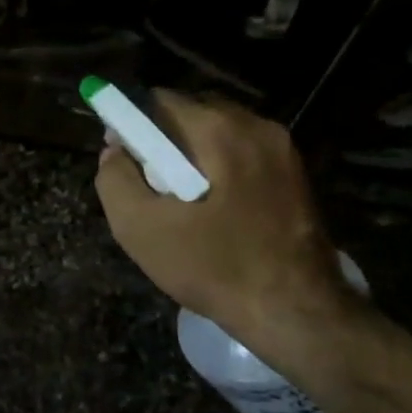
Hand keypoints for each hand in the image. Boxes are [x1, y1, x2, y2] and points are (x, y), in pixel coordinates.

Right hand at [95, 91, 360, 362]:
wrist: (295, 312)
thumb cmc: (213, 267)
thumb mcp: (141, 228)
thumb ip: (115, 180)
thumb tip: (113, 151)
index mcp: (221, 131)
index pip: (161, 100)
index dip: (132, 123)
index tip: (121, 156)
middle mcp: (258, 127)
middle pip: (193, 112)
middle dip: (164, 138)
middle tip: (148, 181)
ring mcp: (284, 151)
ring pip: (220, 133)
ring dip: (192, 154)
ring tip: (178, 200)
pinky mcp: (297, 176)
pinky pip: (244, 154)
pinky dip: (219, 168)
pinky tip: (211, 210)